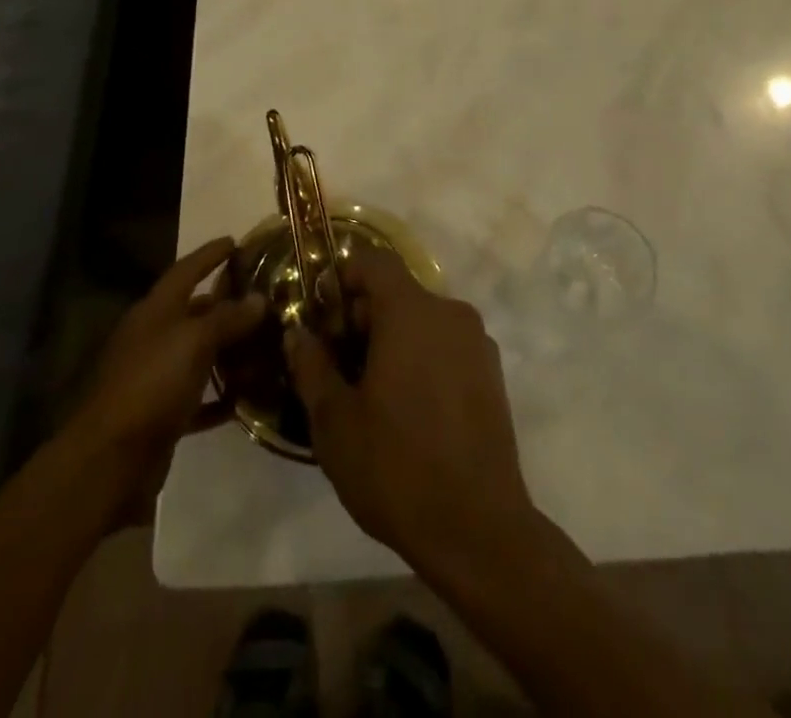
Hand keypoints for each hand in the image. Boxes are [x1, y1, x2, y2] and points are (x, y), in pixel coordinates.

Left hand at [67, 238, 264, 525]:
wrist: (110, 460)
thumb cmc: (152, 384)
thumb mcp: (195, 341)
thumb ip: (228, 318)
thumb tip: (259, 298)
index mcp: (155, 311)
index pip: (186, 270)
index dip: (209, 254)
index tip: (235, 241)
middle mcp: (153, 338)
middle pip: (194, 311)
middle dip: (226, 303)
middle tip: (264, 296)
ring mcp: (155, 377)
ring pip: (198, 354)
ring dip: (228, 349)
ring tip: (265, 341)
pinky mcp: (162, 415)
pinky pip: (199, 396)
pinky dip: (221, 395)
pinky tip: (247, 394)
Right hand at [284, 248, 537, 575]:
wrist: (478, 529)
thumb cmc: (396, 467)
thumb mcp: (334, 421)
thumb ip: (311, 366)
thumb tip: (298, 333)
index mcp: (412, 312)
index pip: (374, 262)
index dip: (342, 277)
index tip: (320, 313)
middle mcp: (450, 313)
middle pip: (397, 293)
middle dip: (361, 317)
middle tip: (334, 363)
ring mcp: (477, 344)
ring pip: (422, 321)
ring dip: (390, 340)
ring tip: (366, 391)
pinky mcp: (492, 375)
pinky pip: (446, 346)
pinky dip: (420, 358)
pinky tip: (405, 409)